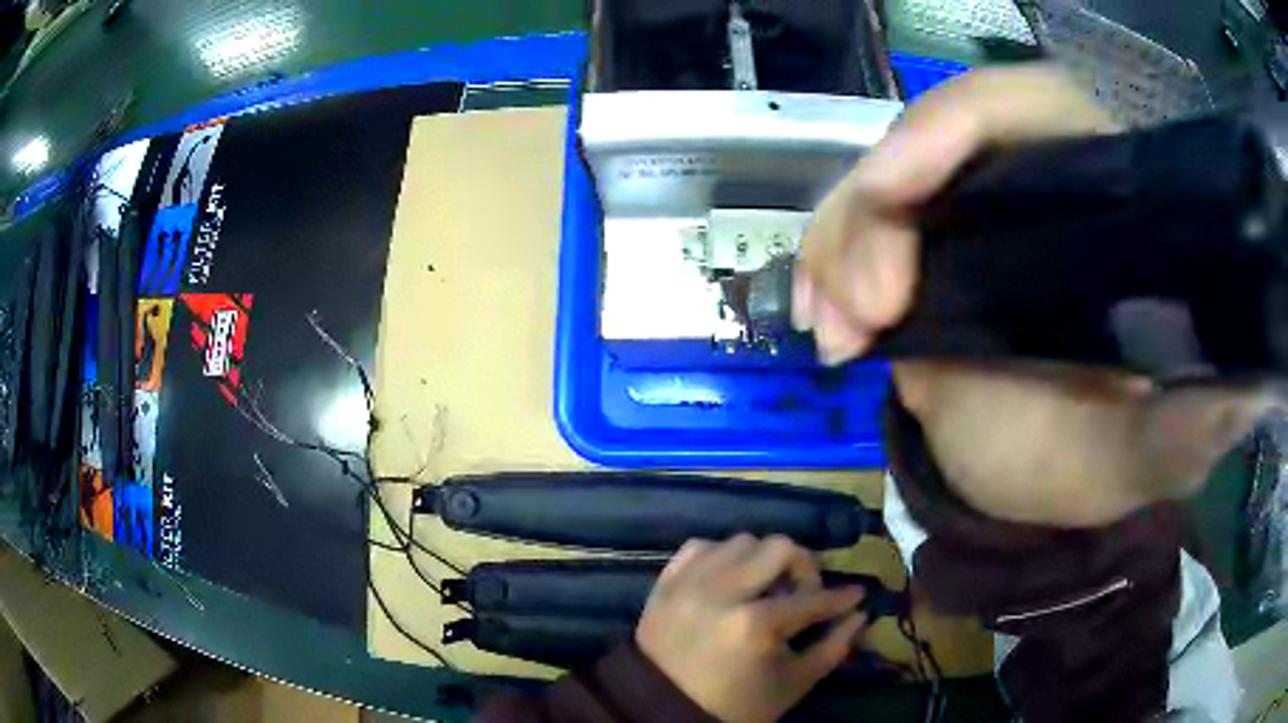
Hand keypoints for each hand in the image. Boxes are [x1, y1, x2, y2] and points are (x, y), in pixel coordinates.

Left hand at [636, 535, 866, 722]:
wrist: (663, 710)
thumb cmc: (735, 705)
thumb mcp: (792, 685)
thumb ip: (832, 648)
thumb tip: (860, 615)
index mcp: (755, 624)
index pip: (812, 598)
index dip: (841, 597)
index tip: (857, 593)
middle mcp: (721, 593)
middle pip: (778, 547)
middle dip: (803, 567)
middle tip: (804, 591)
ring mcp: (688, 584)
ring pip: (739, 541)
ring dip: (761, 560)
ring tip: (764, 588)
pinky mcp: (664, 584)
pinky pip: (699, 547)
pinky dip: (721, 556)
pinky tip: (729, 579)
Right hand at [797, 65, 1279, 526]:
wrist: (1023, 491)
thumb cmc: (1090, 465)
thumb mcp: (1143, 456)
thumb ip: (1187, 429)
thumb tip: (1247, 389)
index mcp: (1100, 204)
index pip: (1026, 104)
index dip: (954, 124)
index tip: (897, 188)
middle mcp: (1028, 186)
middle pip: (932, 140)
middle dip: (878, 210)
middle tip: (863, 310)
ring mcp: (964, 214)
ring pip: (877, 183)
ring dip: (840, 246)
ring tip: (838, 335)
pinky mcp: (919, 249)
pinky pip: (852, 227)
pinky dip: (823, 266)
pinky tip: (823, 324)